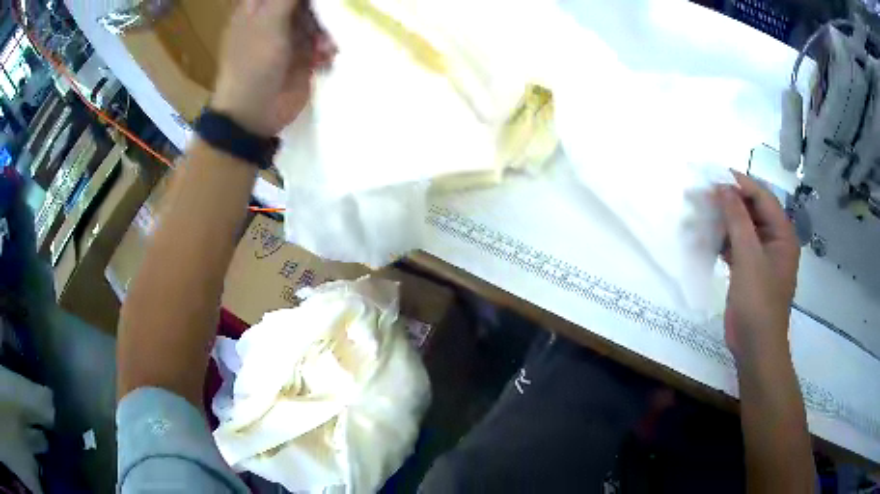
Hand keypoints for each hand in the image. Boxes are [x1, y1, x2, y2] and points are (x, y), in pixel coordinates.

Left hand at [213, 0, 333, 136]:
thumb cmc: (253, 64)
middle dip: (322, 6)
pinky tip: (325, 55)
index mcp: (257, 7)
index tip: (316, 1)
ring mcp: (289, 36)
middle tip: (332, 11)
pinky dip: (328, 46)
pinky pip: (323, 40)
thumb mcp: (268, 21)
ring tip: (324, 45)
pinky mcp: (302, 55)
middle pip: (305, 2)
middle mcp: (273, 17)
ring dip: (326, 28)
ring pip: (318, 17)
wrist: (254, 114)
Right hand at [715, 172, 799, 365]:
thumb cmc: (758, 302)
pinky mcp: (749, 272)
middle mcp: (775, 241)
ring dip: (724, 221)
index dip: (741, 184)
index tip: (716, 176)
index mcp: (783, 234)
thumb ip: (737, 220)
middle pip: (752, 211)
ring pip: (743, 229)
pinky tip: (707, 237)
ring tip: (702, 212)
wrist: (755, 347)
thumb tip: (723, 188)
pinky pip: (737, 247)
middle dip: (730, 202)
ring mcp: (762, 258)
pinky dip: (723, 241)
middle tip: (705, 193)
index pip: (763, 198)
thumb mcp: (749, 257)